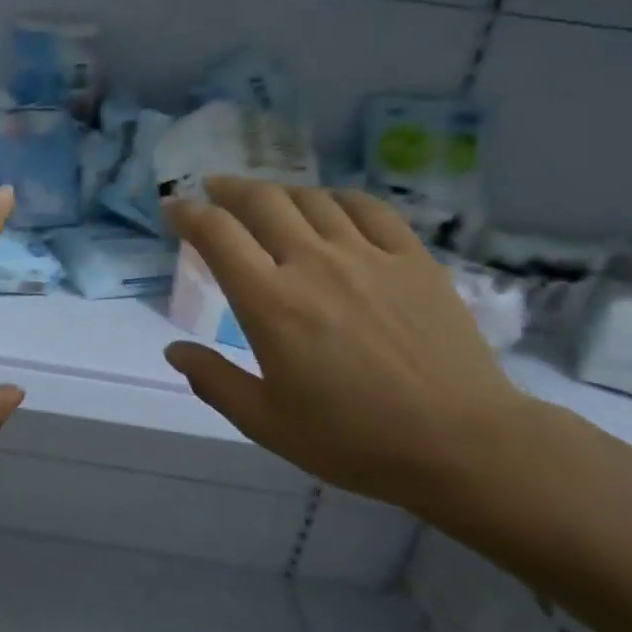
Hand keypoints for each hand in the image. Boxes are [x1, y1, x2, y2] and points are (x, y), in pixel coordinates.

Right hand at [162, 178, 535, 513]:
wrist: (459, 442)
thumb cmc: (352, 439)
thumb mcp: (266, 423)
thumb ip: (214, 381)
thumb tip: (174, 350)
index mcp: (271, 303)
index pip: (217, 235)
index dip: (188, 213)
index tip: (173, 208)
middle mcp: (314, 264)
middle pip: (262, 202)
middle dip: (228, 189)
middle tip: (213, 190)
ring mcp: (368, 255)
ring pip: (312, 199)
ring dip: (278, 192)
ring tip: (265, 200)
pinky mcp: (412, 258)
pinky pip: (368, 208)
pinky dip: (337, 198)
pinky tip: (329, 205)